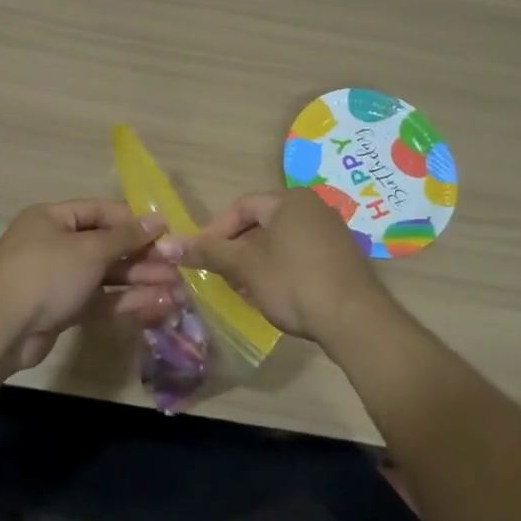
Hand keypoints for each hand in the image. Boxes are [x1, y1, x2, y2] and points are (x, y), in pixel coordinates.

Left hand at [0, 200, 182, 368]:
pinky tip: (156, 306)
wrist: (1, 330)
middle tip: (177, 266)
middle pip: (105, 246)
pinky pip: (98, 300)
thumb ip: (125, 237)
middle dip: (141, 256)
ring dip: (139, 281)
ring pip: (105, 276)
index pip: (99, 212)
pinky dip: (125, 302)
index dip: (132, 220)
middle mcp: (54, 245)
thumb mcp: (89, 250)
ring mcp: (57, 279)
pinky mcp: (61, 310)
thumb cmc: (46, 274)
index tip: (166, 231)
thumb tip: (158, 220)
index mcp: (52, 219)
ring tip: (176, 289)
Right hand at [184, 188, 384, 344]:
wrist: (355, 320)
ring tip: (244, 288)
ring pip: (280, 242)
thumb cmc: (294, 282)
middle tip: (221, 275)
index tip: (201, 257)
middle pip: (262, 223)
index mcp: (290, 200)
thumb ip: (207, 252)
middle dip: (237, 249)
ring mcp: (332, 233)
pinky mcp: (342, 258)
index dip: (216, 231)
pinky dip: (281, 270)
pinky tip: (275, 295)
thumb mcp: (245, 267)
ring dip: (257, 262)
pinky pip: (301, 255)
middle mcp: (314, 208)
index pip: (242, 206)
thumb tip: (165, 243)